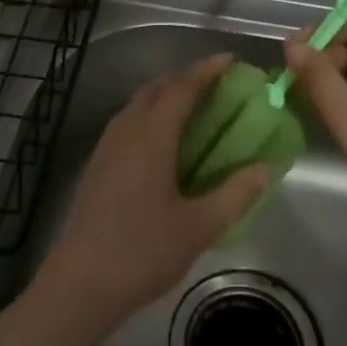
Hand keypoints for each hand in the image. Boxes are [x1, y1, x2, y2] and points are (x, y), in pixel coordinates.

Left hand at [28, 53, 270, 339]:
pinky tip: (165, 142)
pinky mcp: (97, 165)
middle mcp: (126, 131)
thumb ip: (236, 194)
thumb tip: (266, 168)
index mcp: (151, 137)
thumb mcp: (199, 227)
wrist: (80, 284)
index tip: (231, 61)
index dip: (207, 70)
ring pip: (138, 104)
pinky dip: (151, 115)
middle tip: (217, 84)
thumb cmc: (143, 252)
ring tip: (195, 108)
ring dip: (166, 95)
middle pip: (156, 88)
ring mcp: (106, 147)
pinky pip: (128, 123)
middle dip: (186, 78)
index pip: (181, 88)